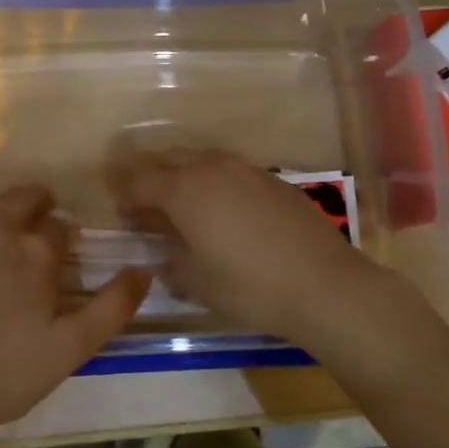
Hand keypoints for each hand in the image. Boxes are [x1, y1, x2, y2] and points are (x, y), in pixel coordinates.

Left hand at [0, 184, 149, 435]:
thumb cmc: (1, 372)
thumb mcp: (70, 348)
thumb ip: (112, 307)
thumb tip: (144, 270)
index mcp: (35, 250)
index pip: (60, 226)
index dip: (66, 238)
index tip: (65, 255)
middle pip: (22, 198)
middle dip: (37, 204)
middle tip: (40, 223)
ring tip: (0, 233)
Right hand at [110, 148, 385, 347]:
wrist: (323, 285)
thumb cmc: (249, 287)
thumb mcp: (196, 282)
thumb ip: (170, 260)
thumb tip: (163, 252)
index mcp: (185, 189)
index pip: (141, 182)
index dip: (127, 198)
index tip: (124, 218)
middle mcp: (213, 168)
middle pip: (170, 160)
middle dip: (154, 180)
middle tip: (150, 209)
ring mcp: (247, 170)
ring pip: (203, 161)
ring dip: (186, 177)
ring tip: (187, 208)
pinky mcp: (274, 180)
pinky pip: (232, 172)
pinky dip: (218, 185)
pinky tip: (227, 213)